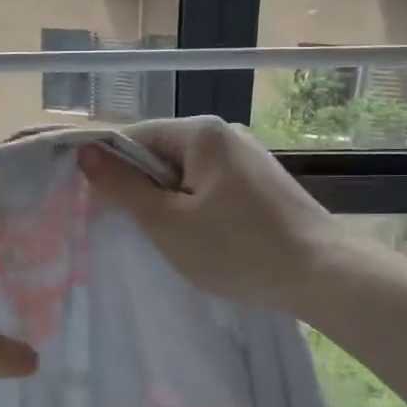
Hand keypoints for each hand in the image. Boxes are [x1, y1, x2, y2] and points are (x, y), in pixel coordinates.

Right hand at [78, 117, 340, 311]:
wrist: (320, 273)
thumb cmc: (236, 247)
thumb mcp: (167, 222)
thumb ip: (123, 187)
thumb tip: (85, 152)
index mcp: (200, 133)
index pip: (134, 137)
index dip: (109, 167)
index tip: (94, 202)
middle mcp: (224, 135)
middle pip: (160, 154)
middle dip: (141, 188)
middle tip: (130, 227)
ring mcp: (246, 158)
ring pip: (185, 175)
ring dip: (168, 202)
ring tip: (165, 238)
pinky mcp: (260, 183)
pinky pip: (210, 187)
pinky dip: (195, 208)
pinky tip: (199, 238)